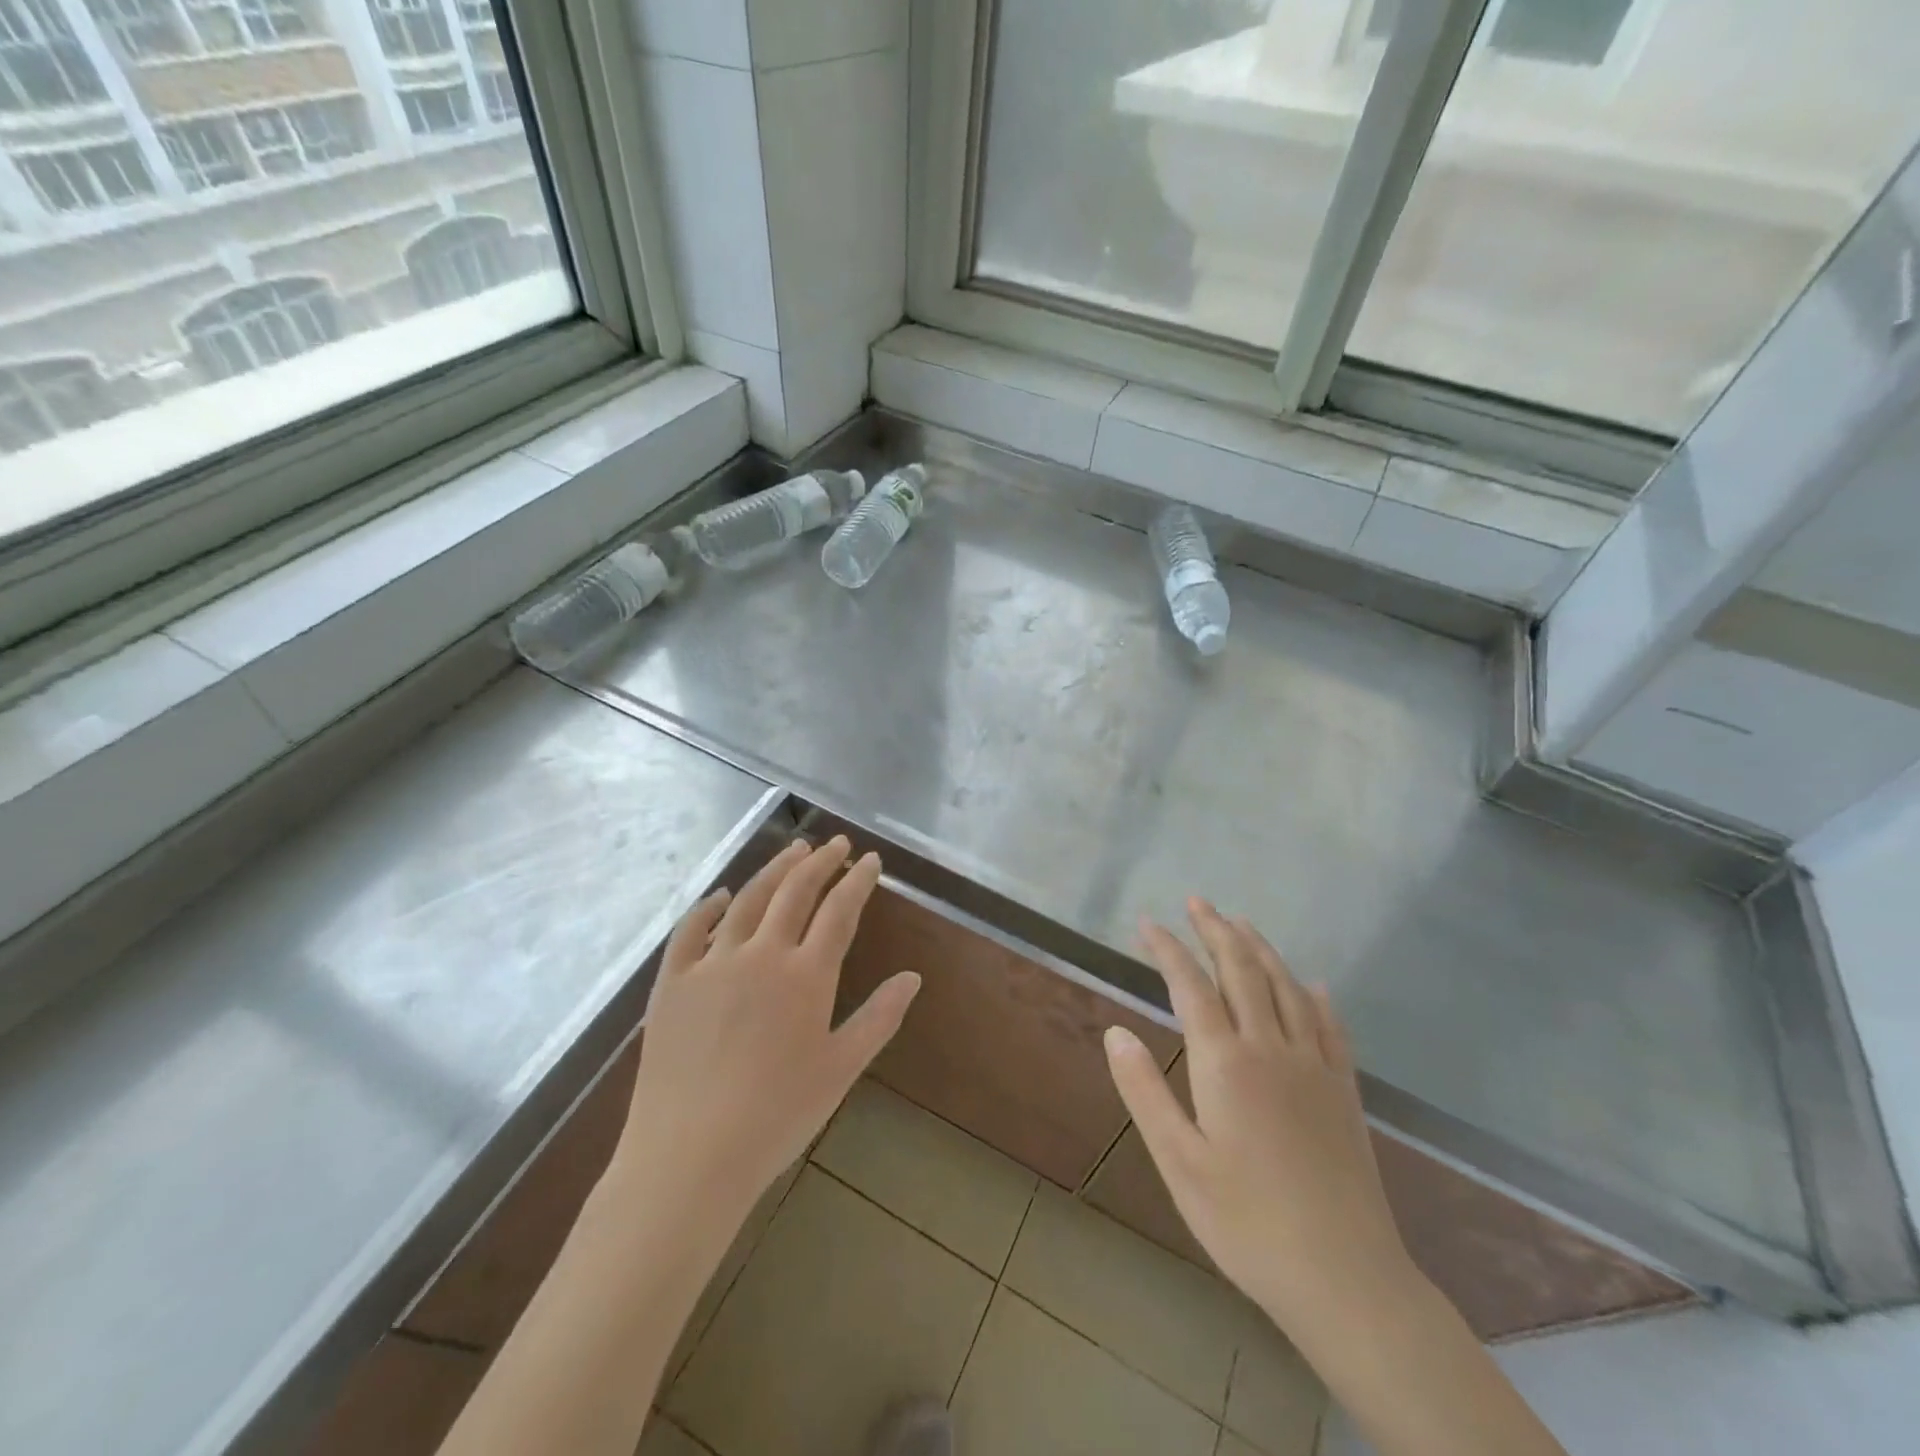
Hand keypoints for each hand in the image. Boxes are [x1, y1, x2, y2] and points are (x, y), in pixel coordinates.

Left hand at [611, 836, 920, 1222]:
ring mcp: (712, 964)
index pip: (839, 911)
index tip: (870, 860)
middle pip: (795, 892)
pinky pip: (690, 930)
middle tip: (835, 844)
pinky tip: (723, 895)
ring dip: (774, 870)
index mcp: (806, 975)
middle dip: (820, 862)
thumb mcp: (841, 1069)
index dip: (858, 881)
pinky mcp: (672, 981)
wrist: (690, 1155)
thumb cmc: (777, 1116)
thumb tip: (913, 977)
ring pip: (748, 899)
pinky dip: (710, 906)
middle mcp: (761, 954)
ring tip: (793, 850)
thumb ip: (880, 1018)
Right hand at [1104, 898, 1415, 1333]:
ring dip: (1261, 949)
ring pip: (1286, 987)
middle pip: (1242, 970)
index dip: (1168, 949)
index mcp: (1226, 1063)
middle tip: (1198, 902)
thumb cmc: (1246, 1223)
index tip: (1148, 923)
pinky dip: (1315, 994)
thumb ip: (1145, 1091)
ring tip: (1241, 923)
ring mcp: (1314, 1066)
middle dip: (1216, 931)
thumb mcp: (1179, 1162)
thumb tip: (1115, 1031)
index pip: (1191, 986)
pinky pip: (1330, 1024)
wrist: (1345, 1278)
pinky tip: (1313, 984)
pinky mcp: (1344, 1090)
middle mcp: (1271, 1048)